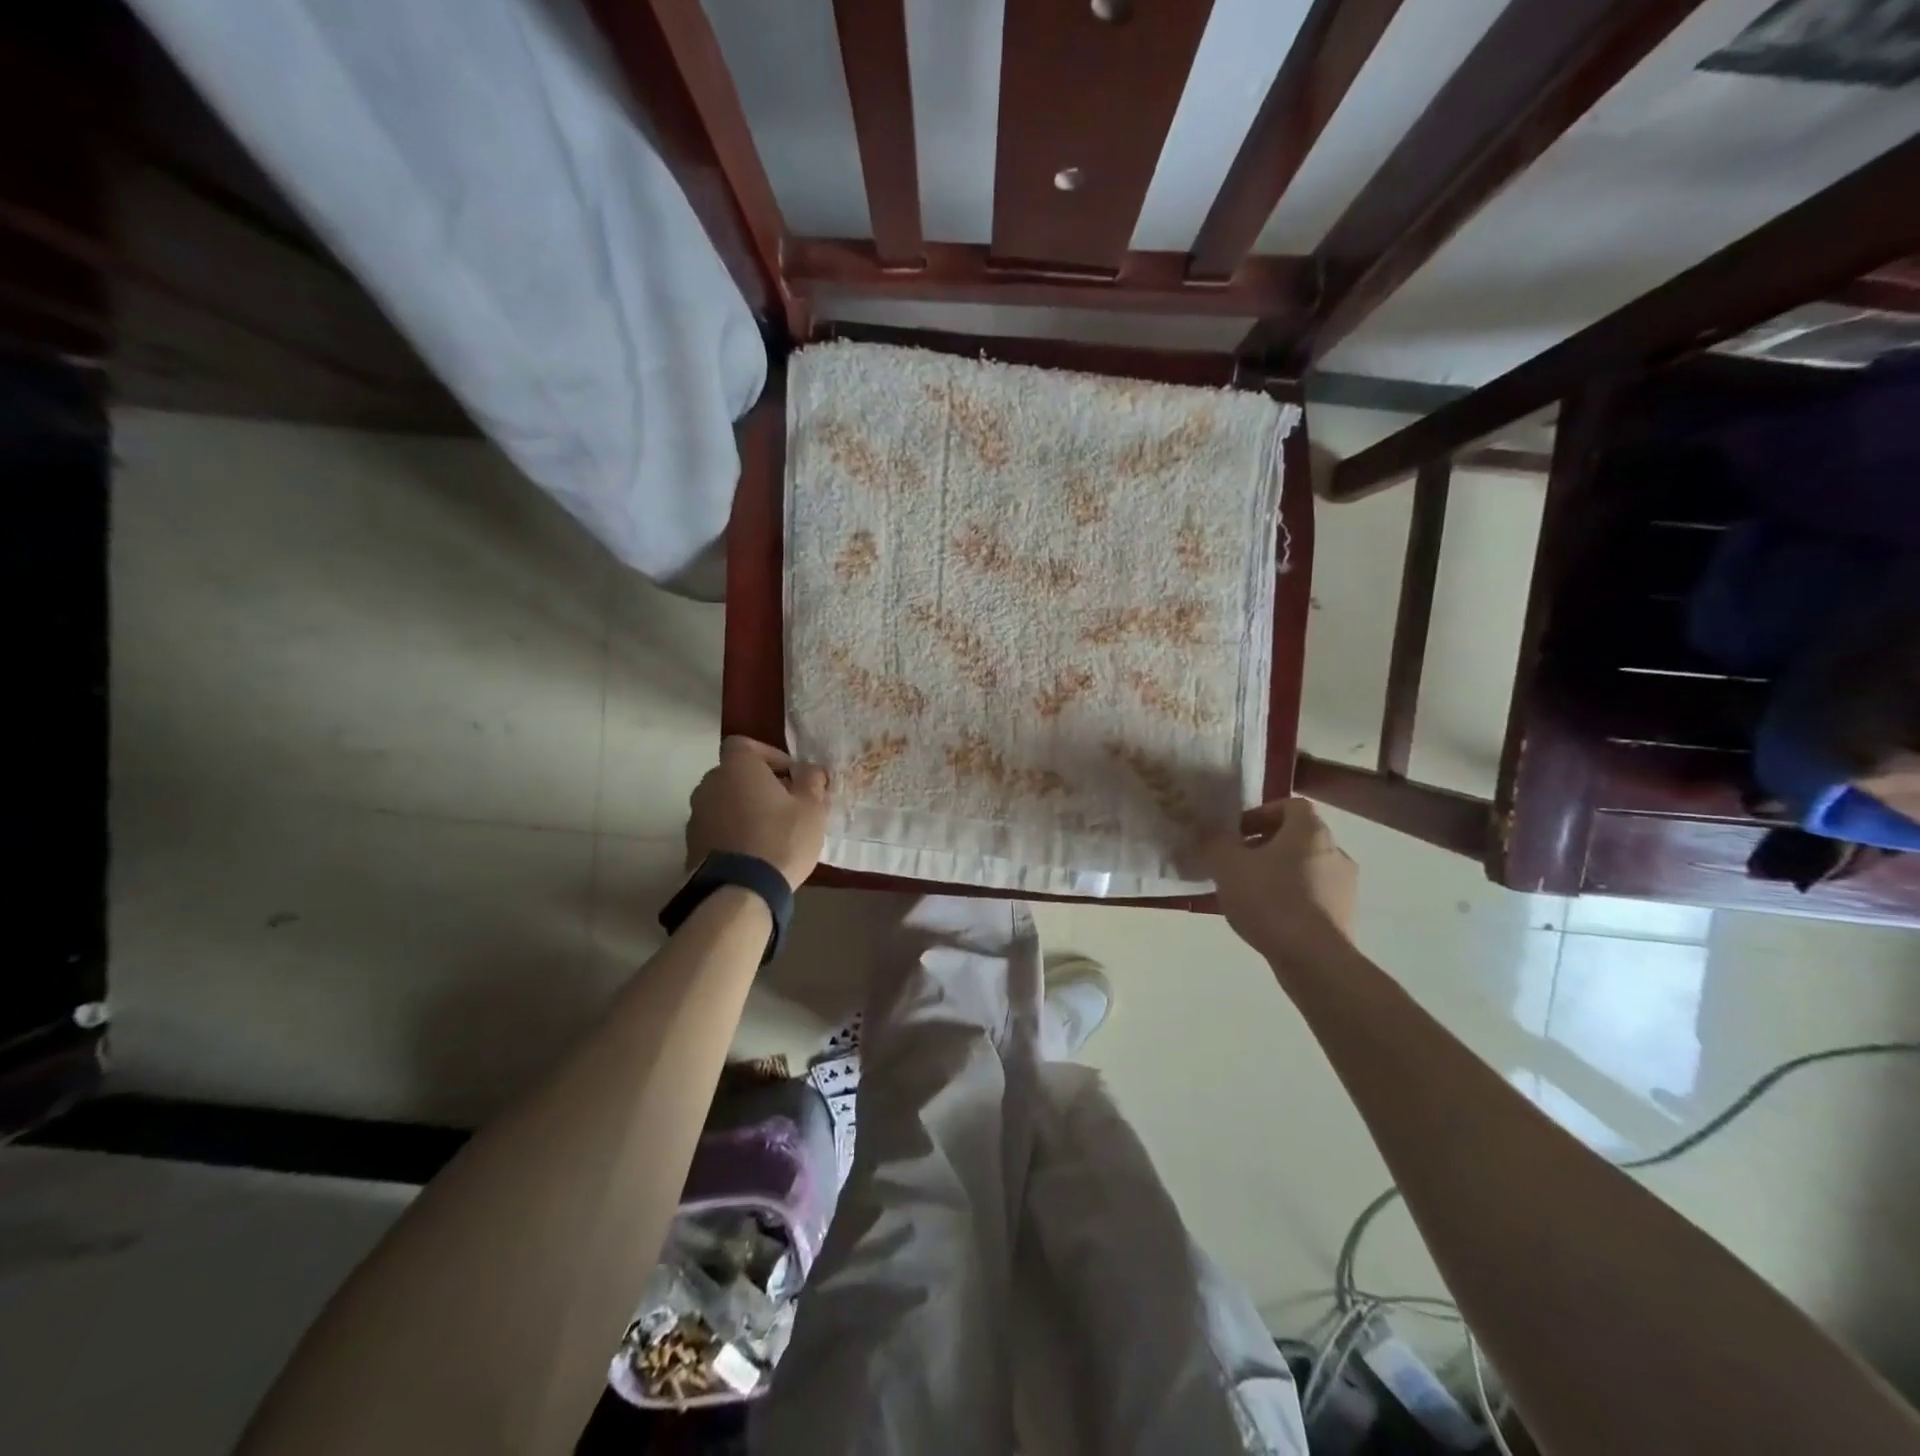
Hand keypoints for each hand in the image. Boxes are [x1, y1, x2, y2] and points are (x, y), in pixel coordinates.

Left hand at [686, 737, 830, 889]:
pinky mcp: (692, 843)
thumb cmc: (781, 839)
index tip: (791, 775)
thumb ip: (812, 781)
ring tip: (771, 831)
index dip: (769, 755)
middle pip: (736, 774)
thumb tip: (810, 770)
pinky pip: (717, 826)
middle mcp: (710, 783)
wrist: (739, 890)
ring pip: (725, 801)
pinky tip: (754, 851)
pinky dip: (733, 831)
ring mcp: (696, 814)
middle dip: (759, 784)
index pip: (745, 744)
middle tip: (786, 804)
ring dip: (745, 808)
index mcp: (737, 767)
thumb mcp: (812, 808)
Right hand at [1190, 798, 1356, 958]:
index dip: (1260, 814)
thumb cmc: (1269, 898)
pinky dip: (1289, 900)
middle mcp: (1334, 852)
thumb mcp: (1227, 865)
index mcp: (1310, 831)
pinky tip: (1266, 918)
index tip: (1236, 833)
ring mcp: (1344, 887)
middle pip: (1296, 839)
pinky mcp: (1344, 917)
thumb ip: (1213, 844)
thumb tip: (1205, 835)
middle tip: (1236, 864)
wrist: (1313, 958)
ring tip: (1246, 895)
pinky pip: (1311, 898)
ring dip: (1276, 875)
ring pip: (1303, 869)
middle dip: (1264, 847)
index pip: (1290, 806)